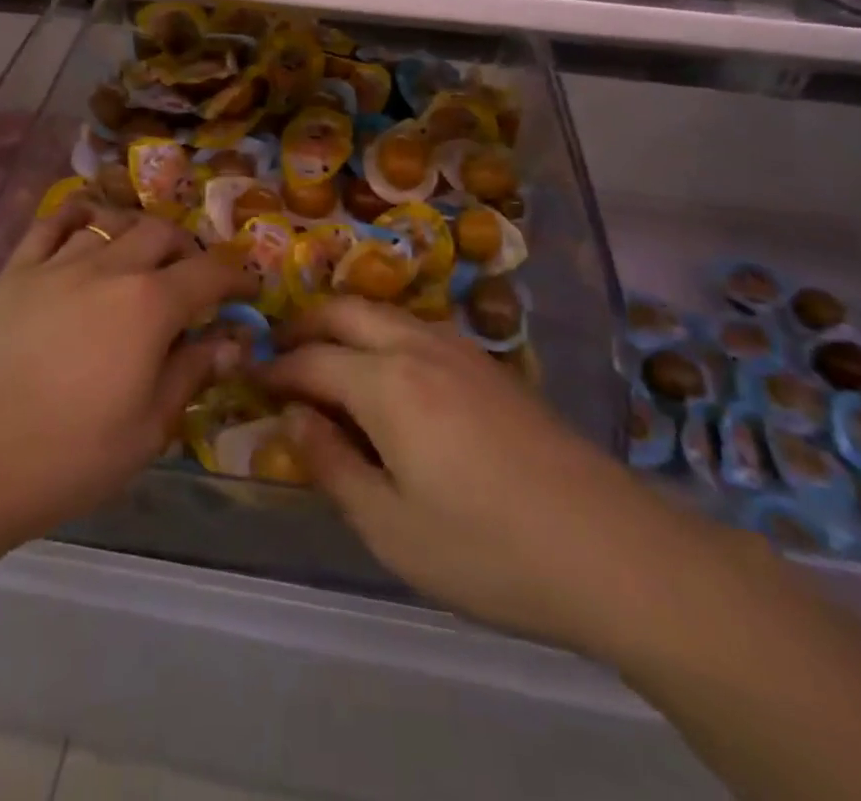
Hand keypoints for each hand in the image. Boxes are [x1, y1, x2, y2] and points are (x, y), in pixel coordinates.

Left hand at [0, 200, 255, 560]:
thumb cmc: (64, 458)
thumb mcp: (147, 431)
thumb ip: (191, 374)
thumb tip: (230, 340)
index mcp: (148, 305)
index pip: (209, 273)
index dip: (236, 277)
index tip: (247, 290)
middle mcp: (108, 268)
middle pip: (162, 233)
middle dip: (188, 250)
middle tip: (192, 281)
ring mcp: (56, 264)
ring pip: (112, 221)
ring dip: (138, 233)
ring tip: (142, 259)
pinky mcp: (14, 271)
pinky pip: (52, 223)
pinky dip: (79, 217)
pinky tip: (86, 228)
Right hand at [261, 298, 715, 657]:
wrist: (609, 548)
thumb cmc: (487, 549)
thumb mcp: (391, 528)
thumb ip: (332, 465)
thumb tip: (293, 417)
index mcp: (387, 383)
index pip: (312, 360)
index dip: (276, 369)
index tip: (251, 379)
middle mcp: (419, 347)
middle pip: (346, 312)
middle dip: (305, 326)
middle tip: (280, 353)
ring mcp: (460, 350)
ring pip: (385, 312)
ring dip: (346, 324)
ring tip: (327, 360)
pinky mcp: (490, 365)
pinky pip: (418, 328)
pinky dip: (383, 334)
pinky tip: (389, 373)